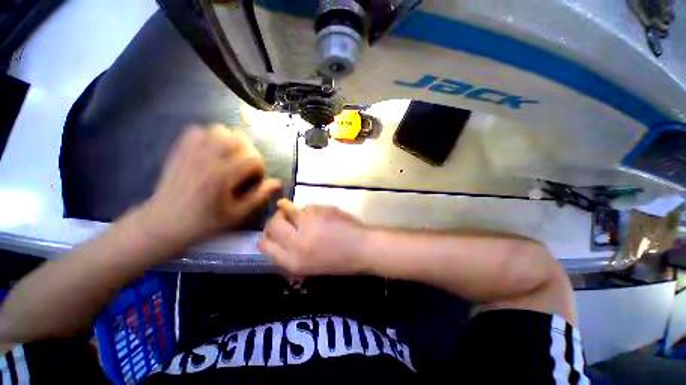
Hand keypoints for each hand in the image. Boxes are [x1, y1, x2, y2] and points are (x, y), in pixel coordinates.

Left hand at [141, 124, 280, 247]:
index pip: (253, 159)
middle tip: (245, 167)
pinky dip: (210, 136)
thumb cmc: (204, 222)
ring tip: (230, 157)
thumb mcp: (237, 215)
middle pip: (239, 139)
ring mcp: (191, 151)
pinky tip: (212, 151)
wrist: (163, 222)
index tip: (254, 180)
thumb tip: (277, 183)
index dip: (260, 169)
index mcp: (222, 177)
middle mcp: (207, 159)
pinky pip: (199, 130)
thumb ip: (259, 196)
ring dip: (231, 142)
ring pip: (220, 130)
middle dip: (249, 152)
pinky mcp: (180, 149)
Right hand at [259, 199, 368, 275]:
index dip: (265, 237)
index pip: (265, 245)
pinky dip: (308, 210)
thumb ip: (290, 255)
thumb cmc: (338, 261)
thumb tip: (276, 241)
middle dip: (273, 220)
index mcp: (293, 261)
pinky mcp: (319, 210)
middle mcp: (297, 241)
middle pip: (272, 225)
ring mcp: (308, 223)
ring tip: (297, 213)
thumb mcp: (309, 266)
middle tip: (281, 218)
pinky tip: (319, 216)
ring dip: (287, 209)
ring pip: (286, 210)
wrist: (361, 247)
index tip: (269, 234)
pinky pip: (306, 206)